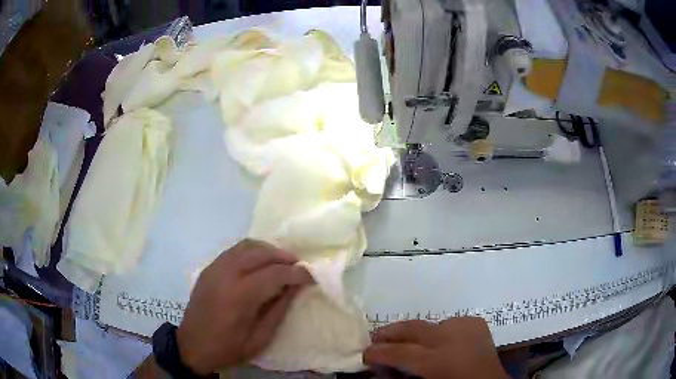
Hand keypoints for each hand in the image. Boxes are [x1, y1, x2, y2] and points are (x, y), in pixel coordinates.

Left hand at [176, 239, 313, 374]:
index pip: (274, 274)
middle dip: (283, 256)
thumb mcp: (260, 337)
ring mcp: (214, 268)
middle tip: (298, 266)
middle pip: (260, 252)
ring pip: (246, 245)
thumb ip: (279, 309)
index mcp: (239, 296)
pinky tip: (259, 263)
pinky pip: (234, 250)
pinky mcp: (209, 268)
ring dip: (268, 250)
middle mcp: (226, 274)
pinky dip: (251, 251)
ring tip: (281, 262)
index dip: (296, 273)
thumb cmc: (228, 348)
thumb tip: (295, 287)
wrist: (192, 346)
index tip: (311, 277)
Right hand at [364, 317, 508, 378]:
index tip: (364, 353)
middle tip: (375, 337)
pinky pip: (449, 323)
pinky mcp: (476, 323)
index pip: (401, 352)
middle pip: (414, 329)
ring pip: (431, 324)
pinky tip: (438, 342)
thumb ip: (403, 376)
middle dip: (391, 332)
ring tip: (404, 341)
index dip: (379, 352)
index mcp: (440, 361)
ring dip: (415, 333)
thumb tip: (382, 370)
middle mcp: (453, 338)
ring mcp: (467, 327)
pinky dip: (439, 332)